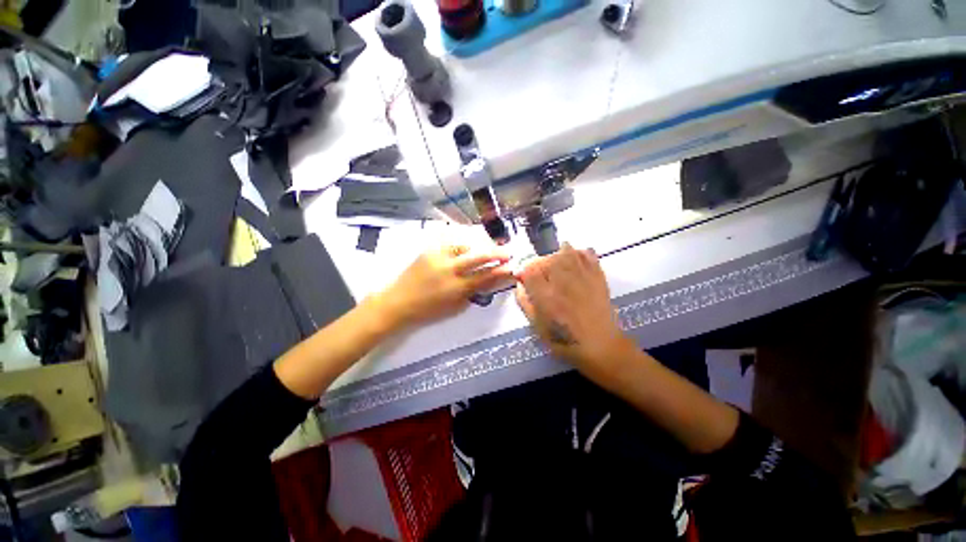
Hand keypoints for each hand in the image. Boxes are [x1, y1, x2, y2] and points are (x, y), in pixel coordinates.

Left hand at [376, 245, 512, 328]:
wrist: (398, 302)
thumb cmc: (427, 310)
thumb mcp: (454, 307)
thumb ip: (473, 292)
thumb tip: (489, 280)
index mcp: (456, 288)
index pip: (485, 277)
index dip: (501, 271)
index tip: (511, 268)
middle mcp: (449, 270)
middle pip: (478, 256)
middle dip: (496, 253)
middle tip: (508, 252)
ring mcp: (438, 257)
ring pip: (465, 245)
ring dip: (479, 246)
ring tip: (486, 249)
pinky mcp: (429, 250)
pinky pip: (450, 242)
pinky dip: (462, 244)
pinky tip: (467, 246)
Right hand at [515, 244, 636, 378]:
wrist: (601, 346)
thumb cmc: (565, 341)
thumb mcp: (537, 328)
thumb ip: (525, 304)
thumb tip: (519, 285)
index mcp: (546, 296)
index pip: (529, 271)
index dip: (524, 271)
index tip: (524, 278)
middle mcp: (563, 282)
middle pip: (546, 259)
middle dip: (539, 264)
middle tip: (539, 274)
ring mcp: (582, 277)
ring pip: (566, 252)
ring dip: (557, 255)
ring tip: (555, 265)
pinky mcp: (598, 276)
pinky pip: (588, 255)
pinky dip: (580, 252)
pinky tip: (576, 259)